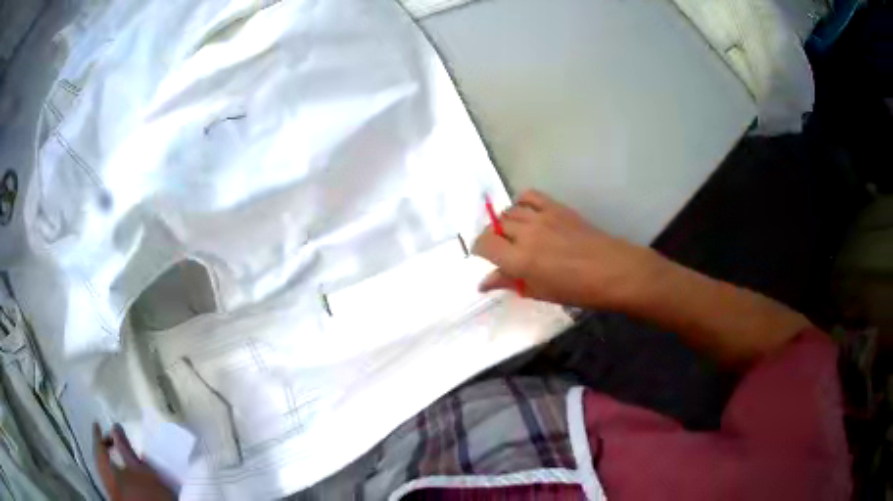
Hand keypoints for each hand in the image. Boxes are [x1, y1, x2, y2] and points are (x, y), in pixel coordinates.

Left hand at [93, 423, 174, 500]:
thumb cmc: (147, 490)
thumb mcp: (140, 468)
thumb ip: (125, 447)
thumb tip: (114, 426)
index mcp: (106, 470)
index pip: (98, 448)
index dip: (97, 435)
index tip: (96, 423)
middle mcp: (105, 481)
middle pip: (100, 461)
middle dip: (104, 449)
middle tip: (111, 440)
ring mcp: (111, 492)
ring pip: (106, 472)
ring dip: (109, 462)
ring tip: (117, 456)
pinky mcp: (118, 498)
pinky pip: (111, 481)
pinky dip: (114, 473)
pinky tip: (122, 474)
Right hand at [472, 190, 654, 309]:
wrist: (612, 270)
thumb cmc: (577, 290)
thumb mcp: (540, 292)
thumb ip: (510, 283)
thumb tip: (484, 282)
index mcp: (520, 260)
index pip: (484, 244)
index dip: (479, 249)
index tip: (484, 256)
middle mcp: (526, 234)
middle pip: (496, 226)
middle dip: (493, 237)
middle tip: (503, 250)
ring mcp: (542, 217)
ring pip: (510, 211)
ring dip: (506, 222)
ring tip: (515, 234)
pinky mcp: (556, 207)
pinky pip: (529, 196)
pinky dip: (521, 203)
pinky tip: (527, 214)